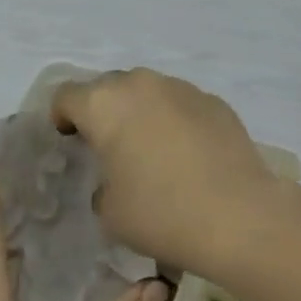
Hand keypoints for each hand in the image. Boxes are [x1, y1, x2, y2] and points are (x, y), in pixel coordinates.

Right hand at [51, 68, 280, 279]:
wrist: (238, 216)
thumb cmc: (161, 213)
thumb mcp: (110, 212)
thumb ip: (102, 186)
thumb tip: (116, 180)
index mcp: (105, 105)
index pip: (67, 96)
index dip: (61, 117)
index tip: (69, 140)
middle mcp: (142, 85)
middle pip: (109, 87)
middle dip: (103, 110)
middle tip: (108, 145)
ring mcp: (184, 89)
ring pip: (149, 92)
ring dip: (141, 112)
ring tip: (150, 148)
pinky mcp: (216, 103)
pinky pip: (182, 105)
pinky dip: (175, 120)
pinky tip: (187, 154)